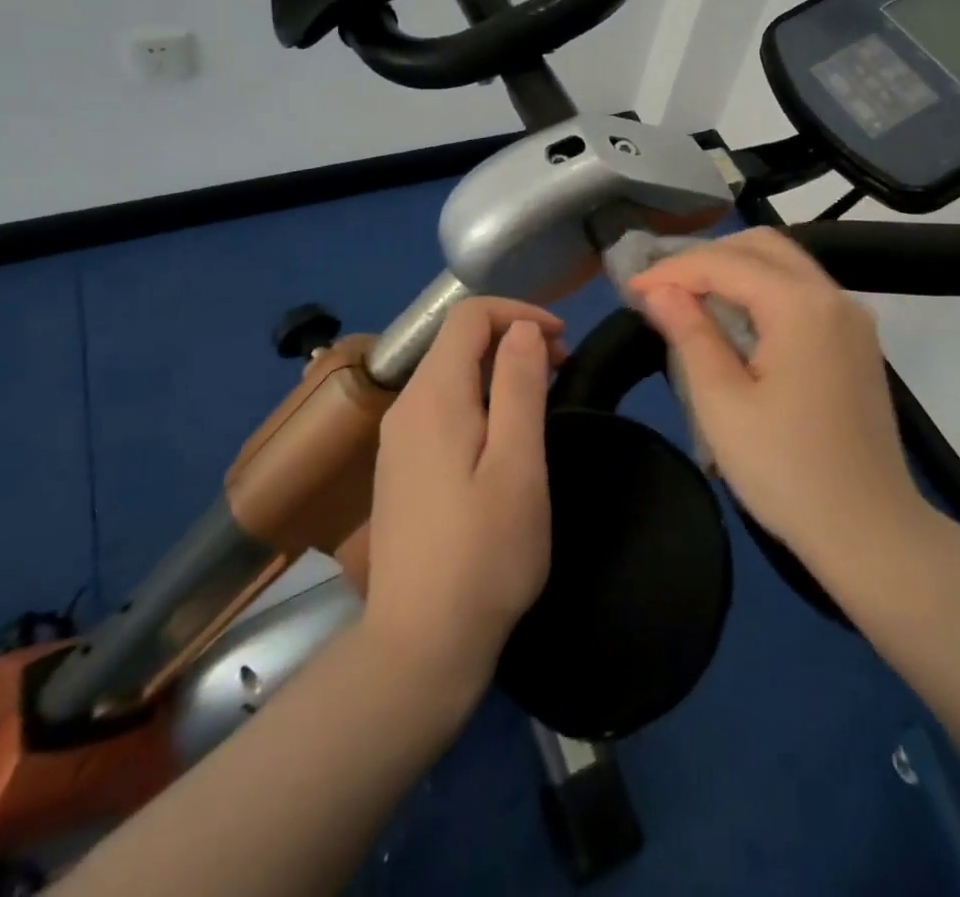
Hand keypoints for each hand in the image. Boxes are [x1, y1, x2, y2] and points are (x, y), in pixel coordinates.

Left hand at [362, 298, 561, 697]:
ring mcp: (397, 440)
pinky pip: (441, 408)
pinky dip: (478, 399)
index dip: (518, 313)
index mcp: (432, 396)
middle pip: (456, 342)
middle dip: (511, 339)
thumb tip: (522, 328)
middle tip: (559, 371)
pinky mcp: (400, 469)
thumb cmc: (484, 553)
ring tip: (540, 400)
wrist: (419, 646)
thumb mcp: (518, 465)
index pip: (468, 316)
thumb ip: (519, 386)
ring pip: (449, 375)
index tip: (561, 341)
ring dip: (497, 370)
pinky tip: (503, 438)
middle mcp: (405, 407)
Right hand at [631, 229, 924, 566]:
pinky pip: (803, 292)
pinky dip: (762, 291)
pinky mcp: (857, 342)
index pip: (725, 263)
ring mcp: (852, 318)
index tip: (632, 290)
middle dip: (707, 258)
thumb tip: (659, 290)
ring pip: (785, 265)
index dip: (673, 269)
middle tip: (662, 289)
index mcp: (802, 306)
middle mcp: (834, 297)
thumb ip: (689, 334)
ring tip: (689, 300)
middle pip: (762, 246)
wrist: (872, 533)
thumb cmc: (787, 471)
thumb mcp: (722, 404)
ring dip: (735, 271)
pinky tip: (734, 321)